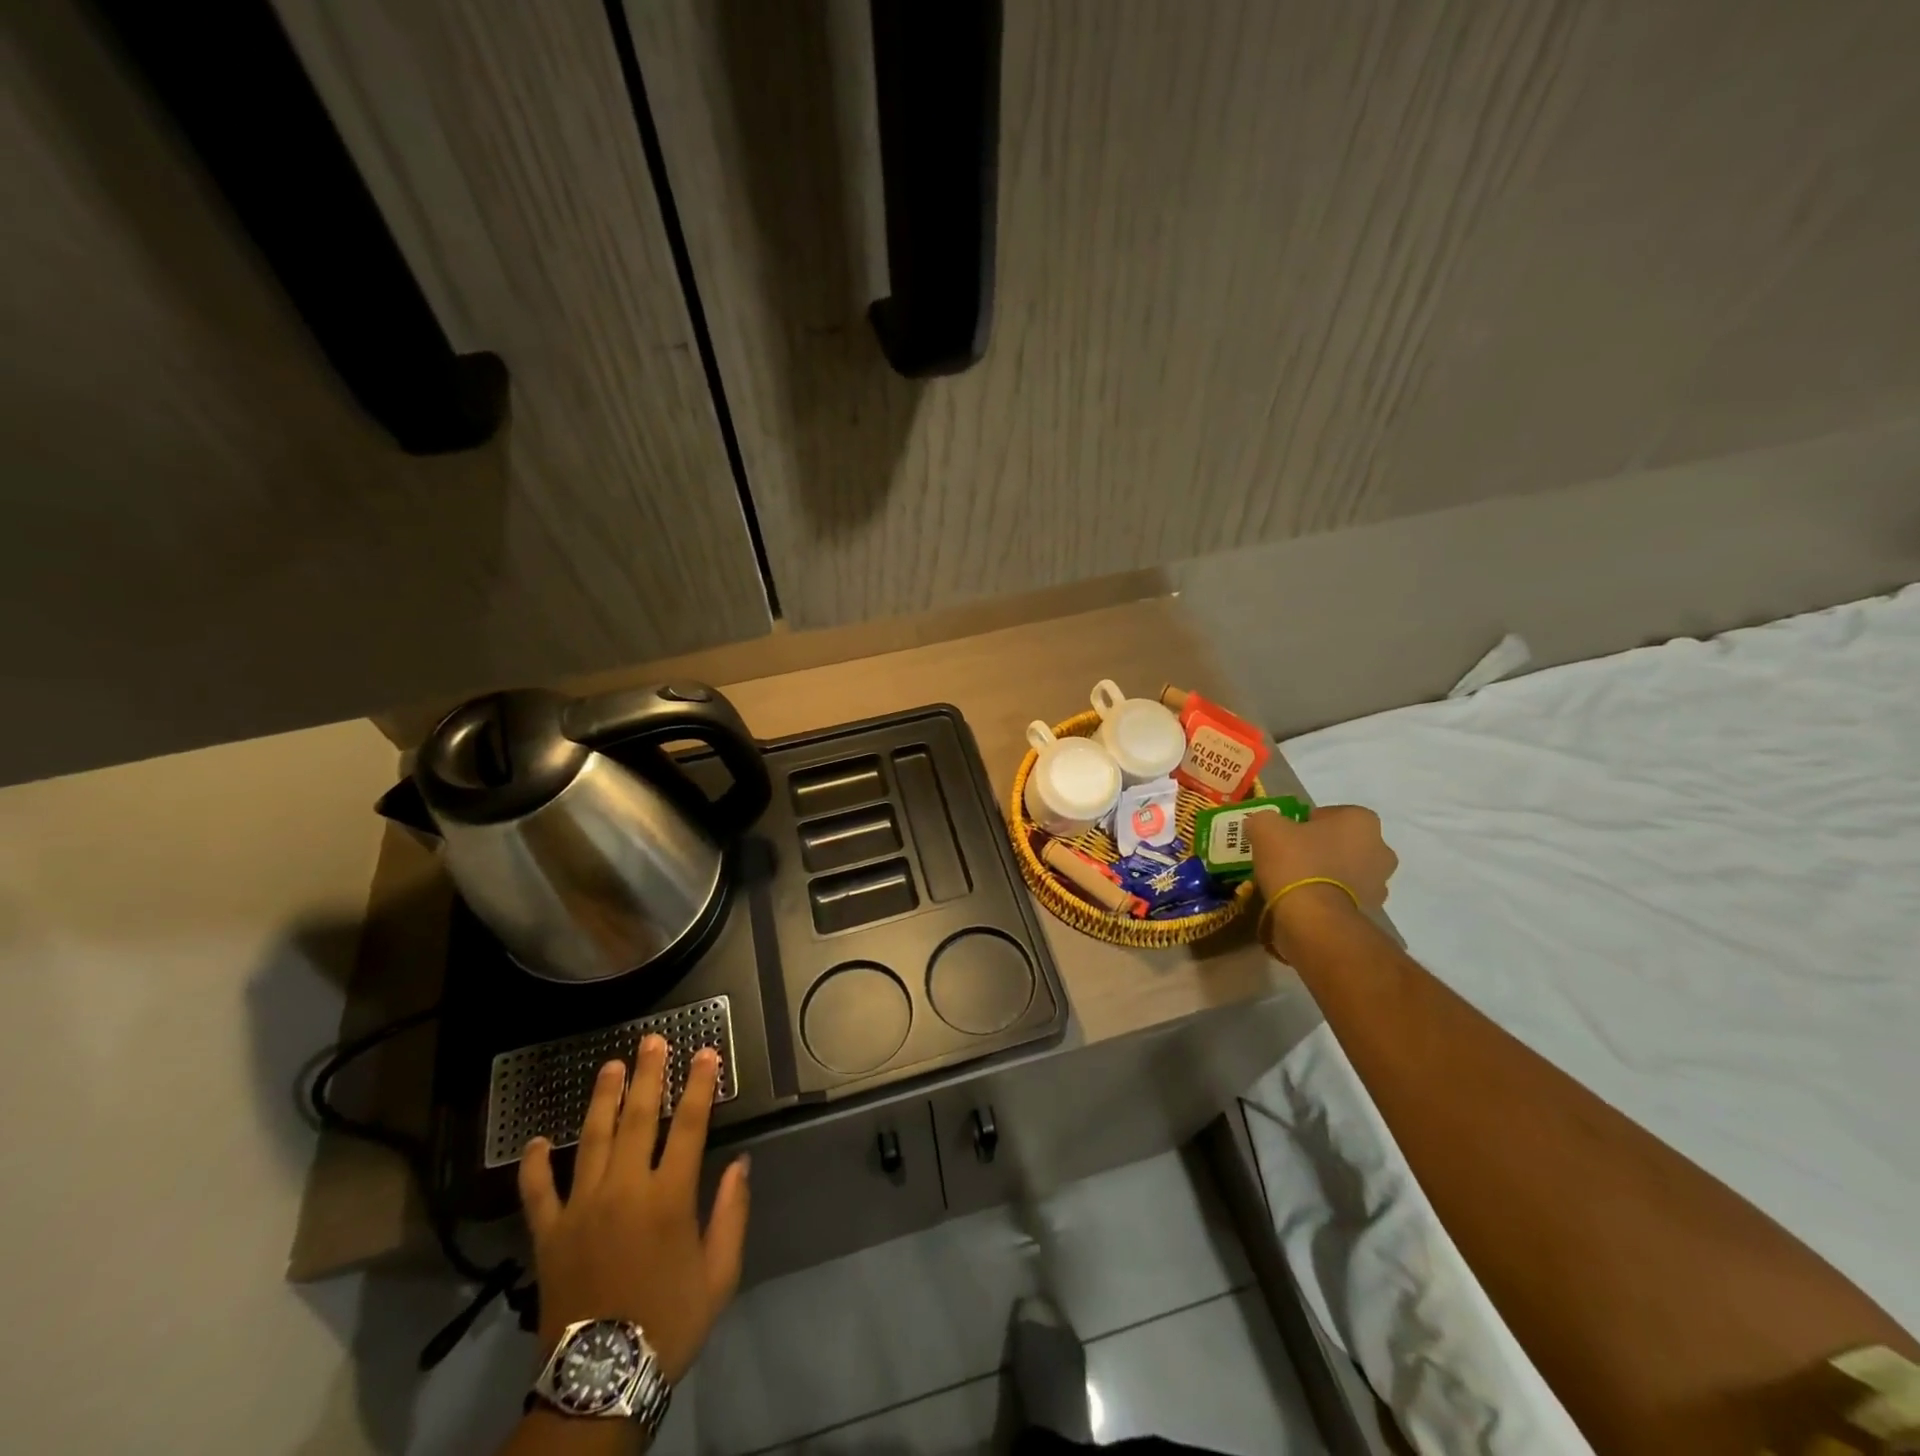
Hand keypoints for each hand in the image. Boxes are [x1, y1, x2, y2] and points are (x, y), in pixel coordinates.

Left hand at [518, 1036, 750, 1382]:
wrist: (600, 1380)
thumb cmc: (669, 1322)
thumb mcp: (719, 1274)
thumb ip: (732, 1214)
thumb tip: (741, 1164)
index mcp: (668, 1198)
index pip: (688, 1125)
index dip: (698, 1085)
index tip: (705, 1053)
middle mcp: (624, 1190)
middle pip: (637, 1118)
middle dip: (648, 1075)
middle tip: (651, 1041)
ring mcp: (581, 1208)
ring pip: (591, 1139)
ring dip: (602, 1098)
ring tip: (609, 1065)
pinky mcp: (549, 1234)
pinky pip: (538, 1192)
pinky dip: (534, 1165)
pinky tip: (536, 1140)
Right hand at [1248, 804, 1397, 955]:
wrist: (1313, 918)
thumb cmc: (1296, 861)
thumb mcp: (1266, 827)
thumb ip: (1264, 819)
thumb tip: (1261, 825)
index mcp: (1362, 821)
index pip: (1331, 814)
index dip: (1306, 823)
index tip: (1287, 835)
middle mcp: (1380, 849)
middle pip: (1343, 843)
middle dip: (1321, 848)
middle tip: (1290, 857)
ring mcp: (1379, 884)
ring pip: (1346, 870)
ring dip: (1327, 874)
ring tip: (1294, 882)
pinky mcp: (1370, 912)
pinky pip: (1344, 896)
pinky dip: (1327, 897)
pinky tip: (1303, 901)